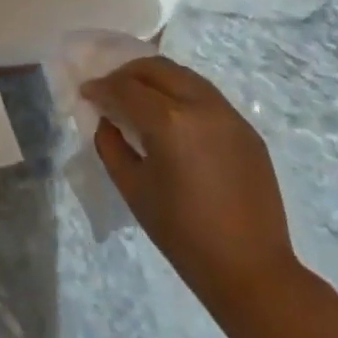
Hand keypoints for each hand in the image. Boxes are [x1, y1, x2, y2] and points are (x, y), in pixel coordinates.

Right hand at [84, 57, 296, 305]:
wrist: (250, 268)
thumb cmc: (182, 234)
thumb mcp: (133, 189)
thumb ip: (111, 145)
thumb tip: (107, 120)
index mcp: (170, 122)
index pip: (126, 88)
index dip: (101, 88)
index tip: (86, 93)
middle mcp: (201, 105)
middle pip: (157, 68)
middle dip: (127, 73)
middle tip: (110, 90)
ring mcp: (229, 114)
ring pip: (184, 76)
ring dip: (156, 78)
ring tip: (139, 97)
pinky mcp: (246, 128)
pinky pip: (206, 96)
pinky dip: (181, 94)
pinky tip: (172, 117)